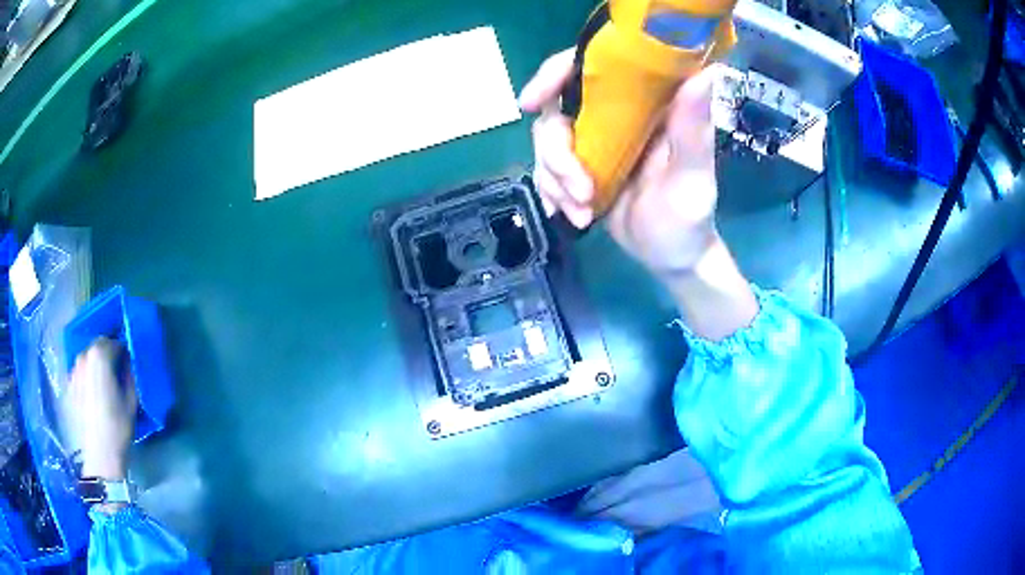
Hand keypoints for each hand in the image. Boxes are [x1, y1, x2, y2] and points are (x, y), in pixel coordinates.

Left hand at [68, 338, 136, 480]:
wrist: (99, 453)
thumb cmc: (118, 425)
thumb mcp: (132, 400)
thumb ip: (129, 374)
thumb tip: (127, 363)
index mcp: (100, 355)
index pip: (114, 342)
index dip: (123, 352)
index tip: (128, 366)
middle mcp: (83, 355)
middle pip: (98, 346)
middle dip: (107, 355)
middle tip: (116, 374)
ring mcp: (73, 370)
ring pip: (87, 359)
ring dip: (96, 366)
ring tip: (103, 386)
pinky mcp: (69, 385)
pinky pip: (80, 373)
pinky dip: (87, 377)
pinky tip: (92, 396)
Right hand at [521, 50, 757, 340]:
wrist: (671, 256)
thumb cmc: (690, 217)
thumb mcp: (693, 176)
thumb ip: (693, 129)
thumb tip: (706, 72)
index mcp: (645, 103)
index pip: (593, 67)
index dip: (556, 73)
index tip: (533, 102)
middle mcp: (616, 114)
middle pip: (557, 109)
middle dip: (556, 153)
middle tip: (579, 191)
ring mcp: (595, 141)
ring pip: (547, 141)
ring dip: (555, 180)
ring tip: (582, 213)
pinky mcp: (581, 166)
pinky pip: (546, 169)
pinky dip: (553, 193)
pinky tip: (574, 217)